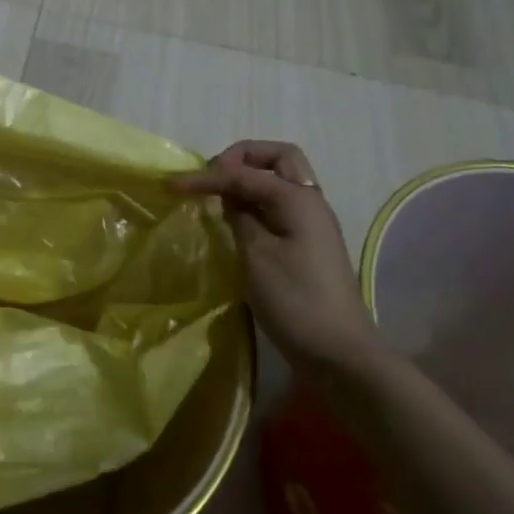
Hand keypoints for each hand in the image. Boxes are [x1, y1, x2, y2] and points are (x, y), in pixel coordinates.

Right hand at [174, 141, 378, 365]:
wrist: (341, 356)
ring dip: (250, 178)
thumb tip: (229, 197)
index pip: (244, 173)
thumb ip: (239, 216)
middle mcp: (310, 202)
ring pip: (281, 180)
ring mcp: (312, 224)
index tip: (173, 185)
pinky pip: (281, 205)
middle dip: (242, 157)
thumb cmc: (296, 301)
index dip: (207, 175)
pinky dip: (257, 202)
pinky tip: (237, 220)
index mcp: (298, 199)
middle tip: (214, 175)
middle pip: (279, 158)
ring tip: (219, 196)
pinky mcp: (308, 244)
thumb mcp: (256, 256)